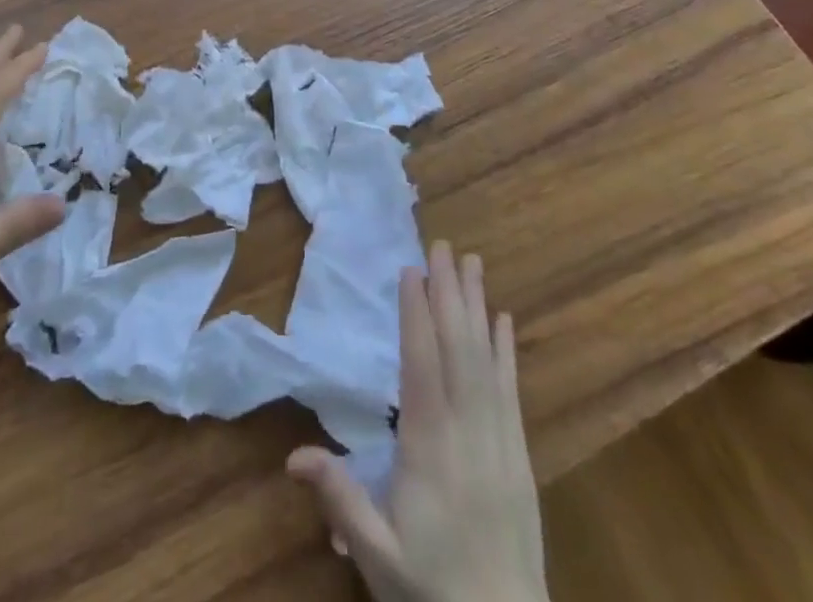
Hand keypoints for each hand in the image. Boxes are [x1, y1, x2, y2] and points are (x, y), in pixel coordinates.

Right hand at [288, 241, 546, 601]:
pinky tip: (503, 319)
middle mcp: (468, 431)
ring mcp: (499, 440)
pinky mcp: (519, 455)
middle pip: (458, 348)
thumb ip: (340, 500)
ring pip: (487, 359)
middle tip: (442, 245)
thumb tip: (293, 455)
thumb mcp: (378, 553)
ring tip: (472, 263)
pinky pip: (512, 390)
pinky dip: (506, 350)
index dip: (417, 314)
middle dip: (449, 293)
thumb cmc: (433, 591)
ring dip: (477, 307)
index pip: (423, 365)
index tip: (412, 269)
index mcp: (430, 446)